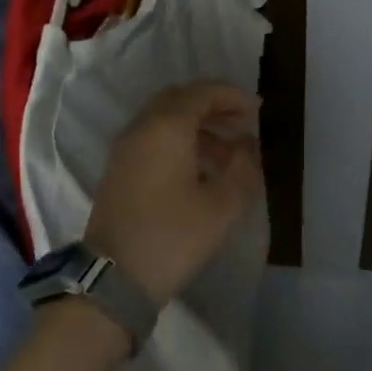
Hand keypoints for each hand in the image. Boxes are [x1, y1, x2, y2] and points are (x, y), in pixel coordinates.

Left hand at [85, 83, 263, 307]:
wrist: (113, 278)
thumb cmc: (172, 237)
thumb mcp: (222, 206)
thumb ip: (243, 168)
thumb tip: (248, 145)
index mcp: (167, 126)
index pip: (203, 92)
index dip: (233, 96)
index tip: (258, 110)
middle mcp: (142, 127)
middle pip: (181, 99)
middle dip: (214, 107)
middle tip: (241, 125)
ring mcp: (126, 147)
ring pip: (165, 119)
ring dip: (197, 126)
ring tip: (227, 154)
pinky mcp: (119, 168)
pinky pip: (153, 138)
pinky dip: (178, 140)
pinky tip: (199, 170)